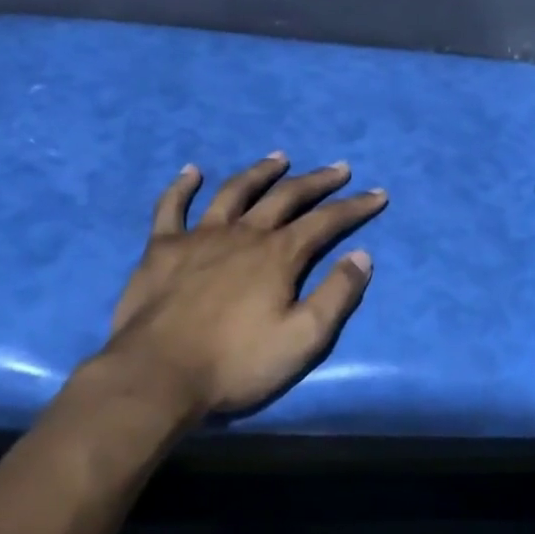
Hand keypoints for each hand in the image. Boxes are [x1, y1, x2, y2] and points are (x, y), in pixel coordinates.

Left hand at [87, 153, 386, 422]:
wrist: (157, 376)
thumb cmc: (236, 363)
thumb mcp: (303, 338)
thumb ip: (337, 295)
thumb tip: (362, 256)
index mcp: (279, 255)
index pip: (326, 221)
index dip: (354, 207)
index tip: (377, 194)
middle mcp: (243, 234)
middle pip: (286, 197)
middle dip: (317, 181)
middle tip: (339, 169)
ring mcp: (199, 237)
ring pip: (235, 192)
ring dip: (260, 172)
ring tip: (279, 157)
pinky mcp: (161, 249)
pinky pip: (171, 208)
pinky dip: (182, 186)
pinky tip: (192, 171)